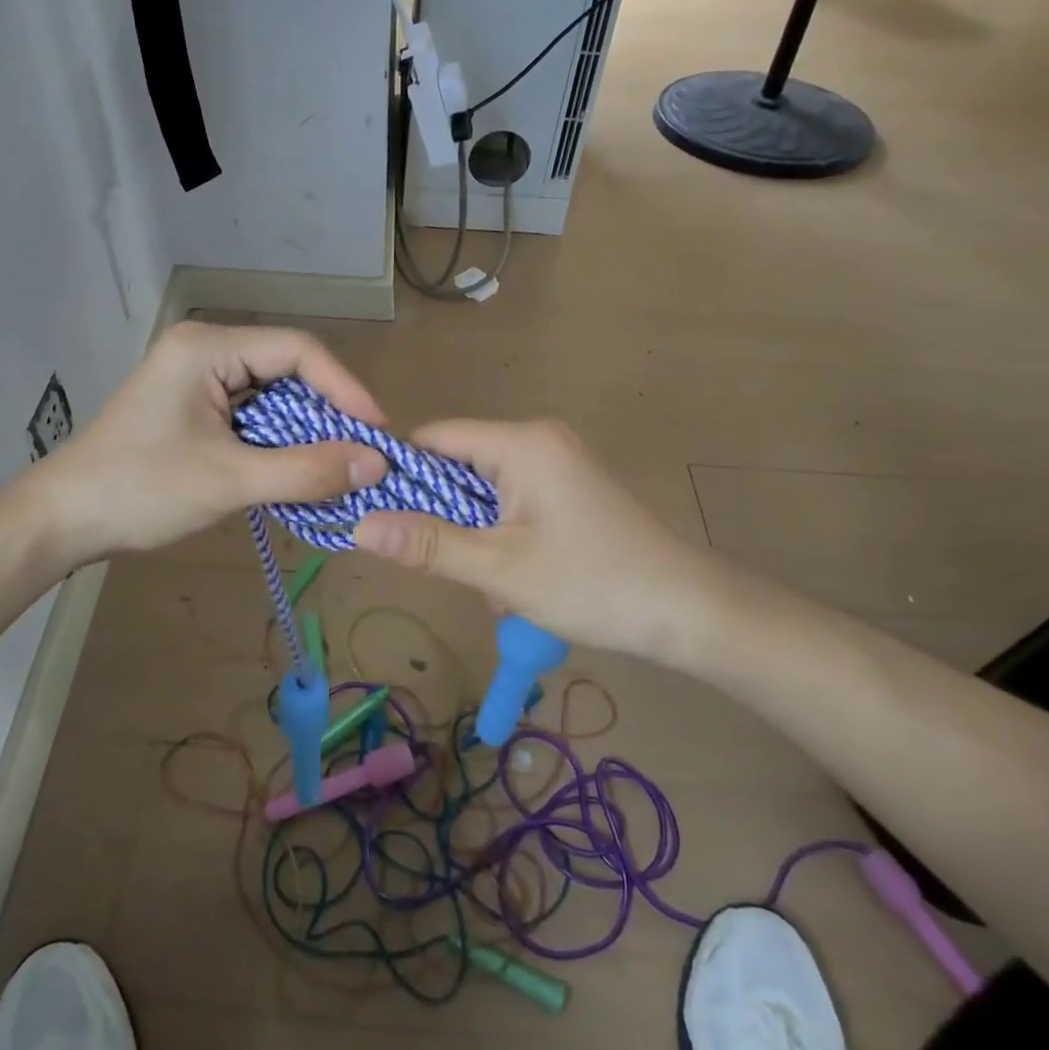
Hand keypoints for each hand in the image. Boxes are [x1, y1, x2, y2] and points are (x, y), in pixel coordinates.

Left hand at [30, 322, 386, 564]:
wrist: (61, 521)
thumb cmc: (139, 490)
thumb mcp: (229, 481)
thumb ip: (306, 470)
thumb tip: (378, 463)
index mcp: (208, 347)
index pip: (298, 350)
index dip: (344, 388)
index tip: (377, 433)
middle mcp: (205, 350)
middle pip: (288, 370)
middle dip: (327, 413)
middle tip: (363, 455)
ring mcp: (197, 378)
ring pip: (272, 395)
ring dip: (305, 431)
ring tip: (338, 467)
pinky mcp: (193, 407)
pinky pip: (252, 415)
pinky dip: (278, 442)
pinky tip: (298, 470)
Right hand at [351, 420, 726, 666]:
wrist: (689, 611)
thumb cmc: (591, 584)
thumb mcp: (499, 569)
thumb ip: (427, 544)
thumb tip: (359, 525)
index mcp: (521, 443)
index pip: (435, 438)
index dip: (399, 473)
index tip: (375, 514)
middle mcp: (539, 439)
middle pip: (460, 466)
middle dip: (445, 519)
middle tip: (445, 567)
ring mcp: (560, 461)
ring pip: (486, 491)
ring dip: (476, 536)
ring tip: (494, 588)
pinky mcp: (572, 487)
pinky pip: (515, 501)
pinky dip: (503, 537)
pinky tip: (518, 582)